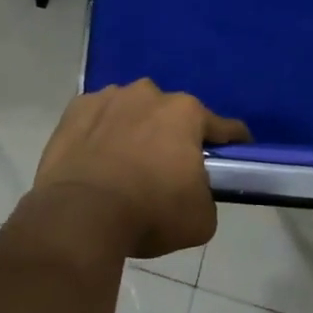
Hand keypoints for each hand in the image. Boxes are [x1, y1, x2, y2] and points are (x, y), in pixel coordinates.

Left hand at [31, 80, 250, 259]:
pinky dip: (101, 133)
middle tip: (168, 169)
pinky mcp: (75, 110)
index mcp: (186, 113)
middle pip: (171, 115)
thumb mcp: (201, 218)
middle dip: (174, 136)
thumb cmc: (149, 213)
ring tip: (126, 164)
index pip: (223, 127)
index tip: (236, 153)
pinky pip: (98, 119)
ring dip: (135, 130)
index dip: (233, 141)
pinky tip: (96, 158)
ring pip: (132, 111)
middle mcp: (149, 94)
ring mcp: (108, 97)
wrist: (79, 216)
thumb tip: (193, 190)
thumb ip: (205, 194)